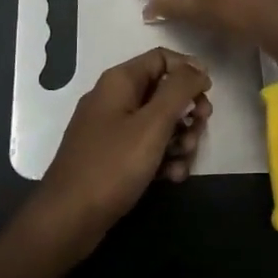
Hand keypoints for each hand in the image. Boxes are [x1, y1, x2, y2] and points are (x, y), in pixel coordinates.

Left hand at [29, 48, 211, 255]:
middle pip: (163, 91)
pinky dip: (162, 158)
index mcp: (119, 81)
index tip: (209, 93)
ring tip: (184, 160)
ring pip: (158, 122)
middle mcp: (114, 99)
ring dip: (179, 138)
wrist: (68, 220)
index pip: (161, 58)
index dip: (188, 70)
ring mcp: (111, 129)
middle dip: (187, 110)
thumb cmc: (112, 166)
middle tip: (200, 130)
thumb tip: (199, 69)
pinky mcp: (112, 157)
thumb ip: (179, 90)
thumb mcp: (152, 124)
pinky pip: (145, 147)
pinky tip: (172, 177)